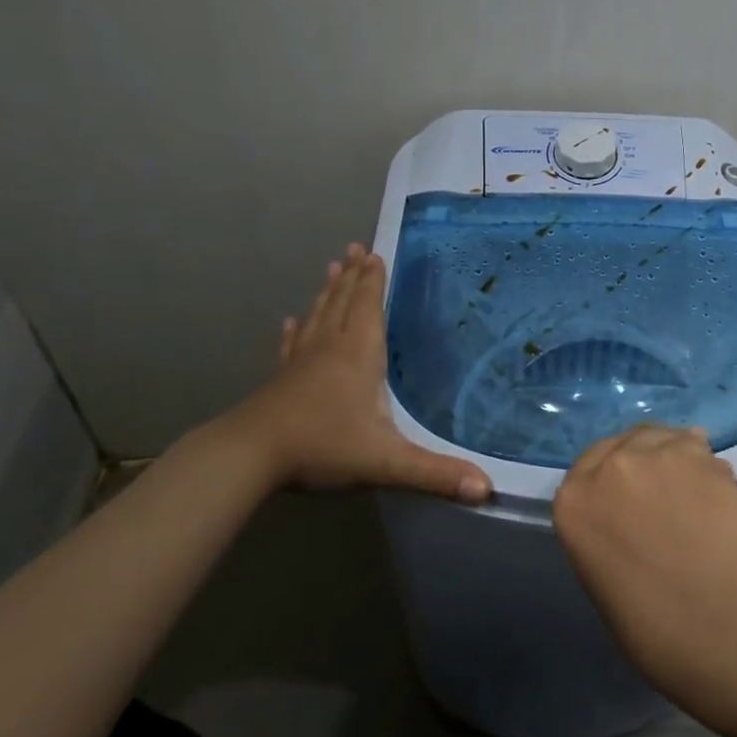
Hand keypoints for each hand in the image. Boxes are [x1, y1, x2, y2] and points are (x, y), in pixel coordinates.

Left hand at [189, 244, 491, 502]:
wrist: (249, 456)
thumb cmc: (322, 446)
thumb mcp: (385, 461)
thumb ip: (434, 473)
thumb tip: (487, 488)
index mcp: (358, 356)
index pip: (369, 308)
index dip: (374, 281)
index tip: (375, 253)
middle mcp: (330, 349)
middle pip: (343, 303)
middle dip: (353, 276)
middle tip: (356, 248)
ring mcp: (301, 363)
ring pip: (318, 317)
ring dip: (328, 292)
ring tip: (332, 267)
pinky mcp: (280, 380)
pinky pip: (291, 346)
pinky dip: (295, 331)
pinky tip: (290, 322)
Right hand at [554, 424, 736, 697]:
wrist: (714, 623)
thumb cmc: (650, 623)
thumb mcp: (601, 572)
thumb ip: (608, 525)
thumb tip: (633, 513)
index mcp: (574, 500)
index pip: (587, 465)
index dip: (611, 476)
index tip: (627, 492)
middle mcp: (612, 465)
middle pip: (626, 442)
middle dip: (642, 459)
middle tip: (663, 490)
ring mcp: (659, 455)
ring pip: (666, 437)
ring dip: (676, 456)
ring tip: (693, 489)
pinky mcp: (703, 456)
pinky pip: (702, 451)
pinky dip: (708, 468)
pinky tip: (716, 495)